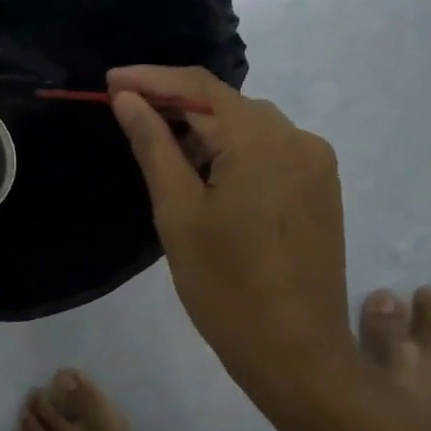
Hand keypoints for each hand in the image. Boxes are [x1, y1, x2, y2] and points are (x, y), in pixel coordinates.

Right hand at [107, 65, 359, 421]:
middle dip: (175, 104)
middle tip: (128, 117)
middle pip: (226, 103)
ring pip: (249, 126)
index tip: (109, 81)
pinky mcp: (320, 188)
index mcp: (261, 141)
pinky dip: (233, 151)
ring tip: (163, 153)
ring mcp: (316, 163)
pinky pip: (270, 150)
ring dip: (205, 130)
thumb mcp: (178, 213)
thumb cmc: (225, 287)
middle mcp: (298, 138)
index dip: (151, 78)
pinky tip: (208, 177)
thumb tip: (128, 99)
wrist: (296, 353)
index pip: (198, 86)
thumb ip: (154, 146)